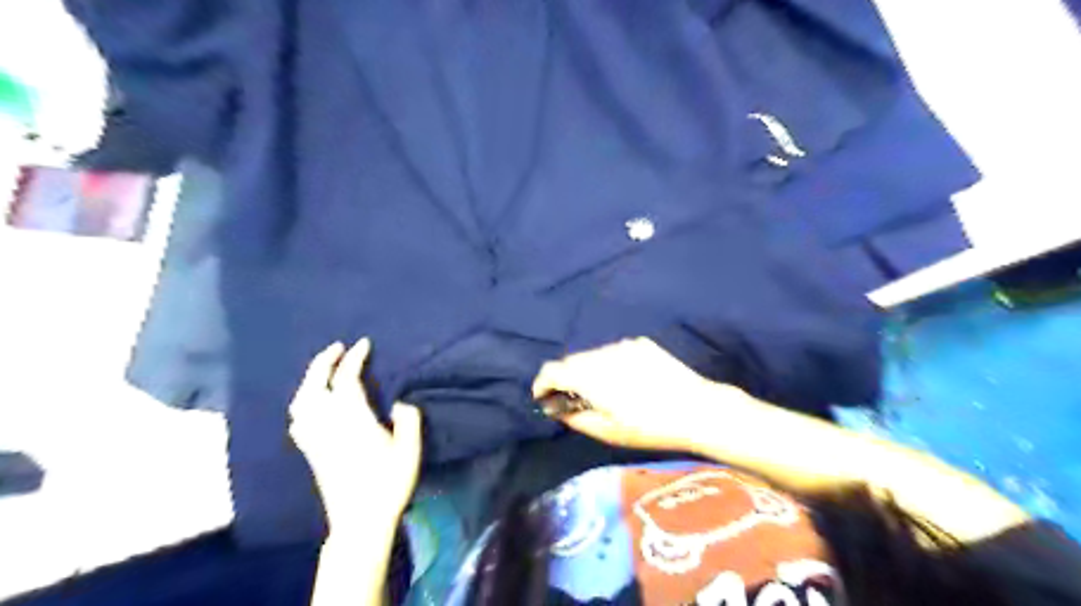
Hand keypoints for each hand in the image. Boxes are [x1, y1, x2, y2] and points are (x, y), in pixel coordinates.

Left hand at [287, 341, 421, 528]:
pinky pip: (298, 419)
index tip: (364, 344)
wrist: (359, 520)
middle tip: (337, 348)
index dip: (354, 358)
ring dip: (310, 379)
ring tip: (323, 370)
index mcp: (353, 420)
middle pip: (315, 385)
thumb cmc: (388, 484)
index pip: (346, 380)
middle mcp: (328, 424)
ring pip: (301, 401)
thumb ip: (409, 420)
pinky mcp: (310, 452)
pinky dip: (303, 402)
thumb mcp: (409, 450)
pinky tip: (311, 403)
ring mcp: (314, 438)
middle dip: (323, 362)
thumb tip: (401, 403)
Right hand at [531, 339, 744, 451]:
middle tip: (572, 399)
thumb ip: (576, 419)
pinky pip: (614, 351)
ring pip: (592, 355)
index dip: (542, 383)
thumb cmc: (649, 427)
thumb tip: (558, 409)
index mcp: (590, 376)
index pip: (551, 370)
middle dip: (565, 378)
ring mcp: (623, 345)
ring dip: (588, 370)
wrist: (696, 409)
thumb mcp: (609, 432)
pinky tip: (626, 380)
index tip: (543, 397)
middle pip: (571, 361)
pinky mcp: (640, 343)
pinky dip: (609, 364)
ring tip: (602, 390)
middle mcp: (602, 353)